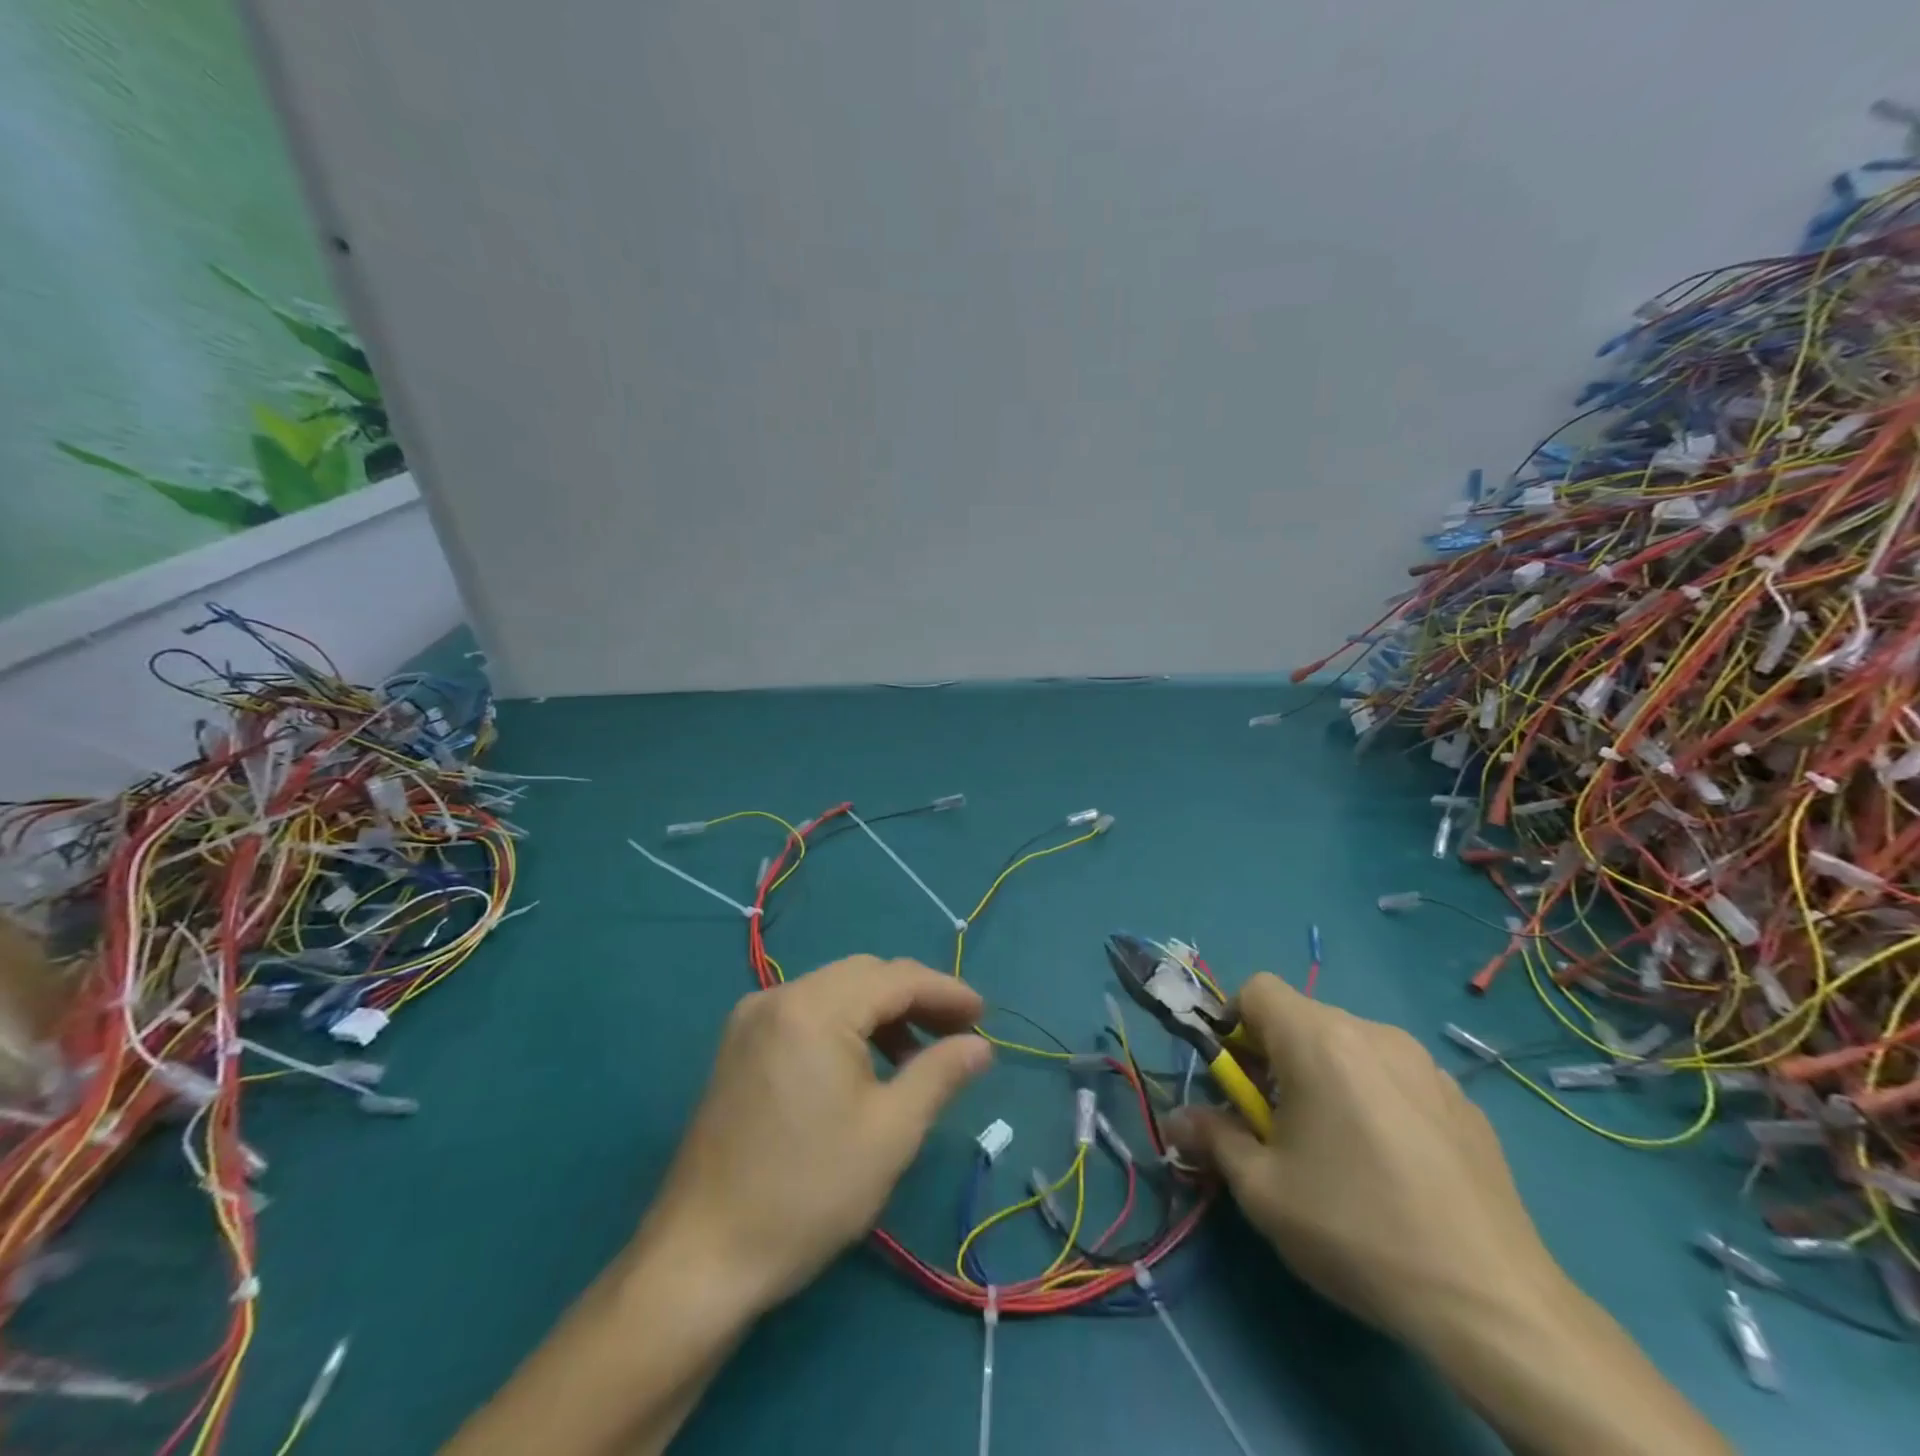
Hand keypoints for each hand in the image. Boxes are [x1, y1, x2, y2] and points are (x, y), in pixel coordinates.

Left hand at [640, 955, 991, 1312]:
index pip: (896, 978)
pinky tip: (866, 1065)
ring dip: (883, 1012)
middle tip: (958, 1034)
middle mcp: (779, 996)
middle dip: (916, 998)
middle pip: (865, 975)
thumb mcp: (890, 1133)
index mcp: (814, 1008)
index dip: (946, 992)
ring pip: (836, 991)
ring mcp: (753, 1018)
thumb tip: (980, 1046)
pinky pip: (808, 1013)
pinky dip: (847, 1026)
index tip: (985, 1015)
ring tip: (918, 1055)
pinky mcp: (740, 1045)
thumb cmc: (806, 1193)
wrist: (701, 1259)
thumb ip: (939, 1074)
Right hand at [1168, 973, 1558, 1345]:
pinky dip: (1374, 1098)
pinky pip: (1396, 1077)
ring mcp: (1425, 1065)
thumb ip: (1212, 1138)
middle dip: (1275, 1058)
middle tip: (1276, 1125)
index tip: (1236, 1081)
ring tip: (1336, 1148)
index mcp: (1319, 1040)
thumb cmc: (1356, 1228)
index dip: (1233, 1023)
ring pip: (1350, 1047)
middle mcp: (1373, 1033)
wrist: (1494, 1303)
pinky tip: (1392, 1166)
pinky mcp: (1463, 1101)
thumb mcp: (1263, 1190)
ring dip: (1325, 1077)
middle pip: (1303, 1019)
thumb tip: (1177, 1121)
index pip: (1257, 989)